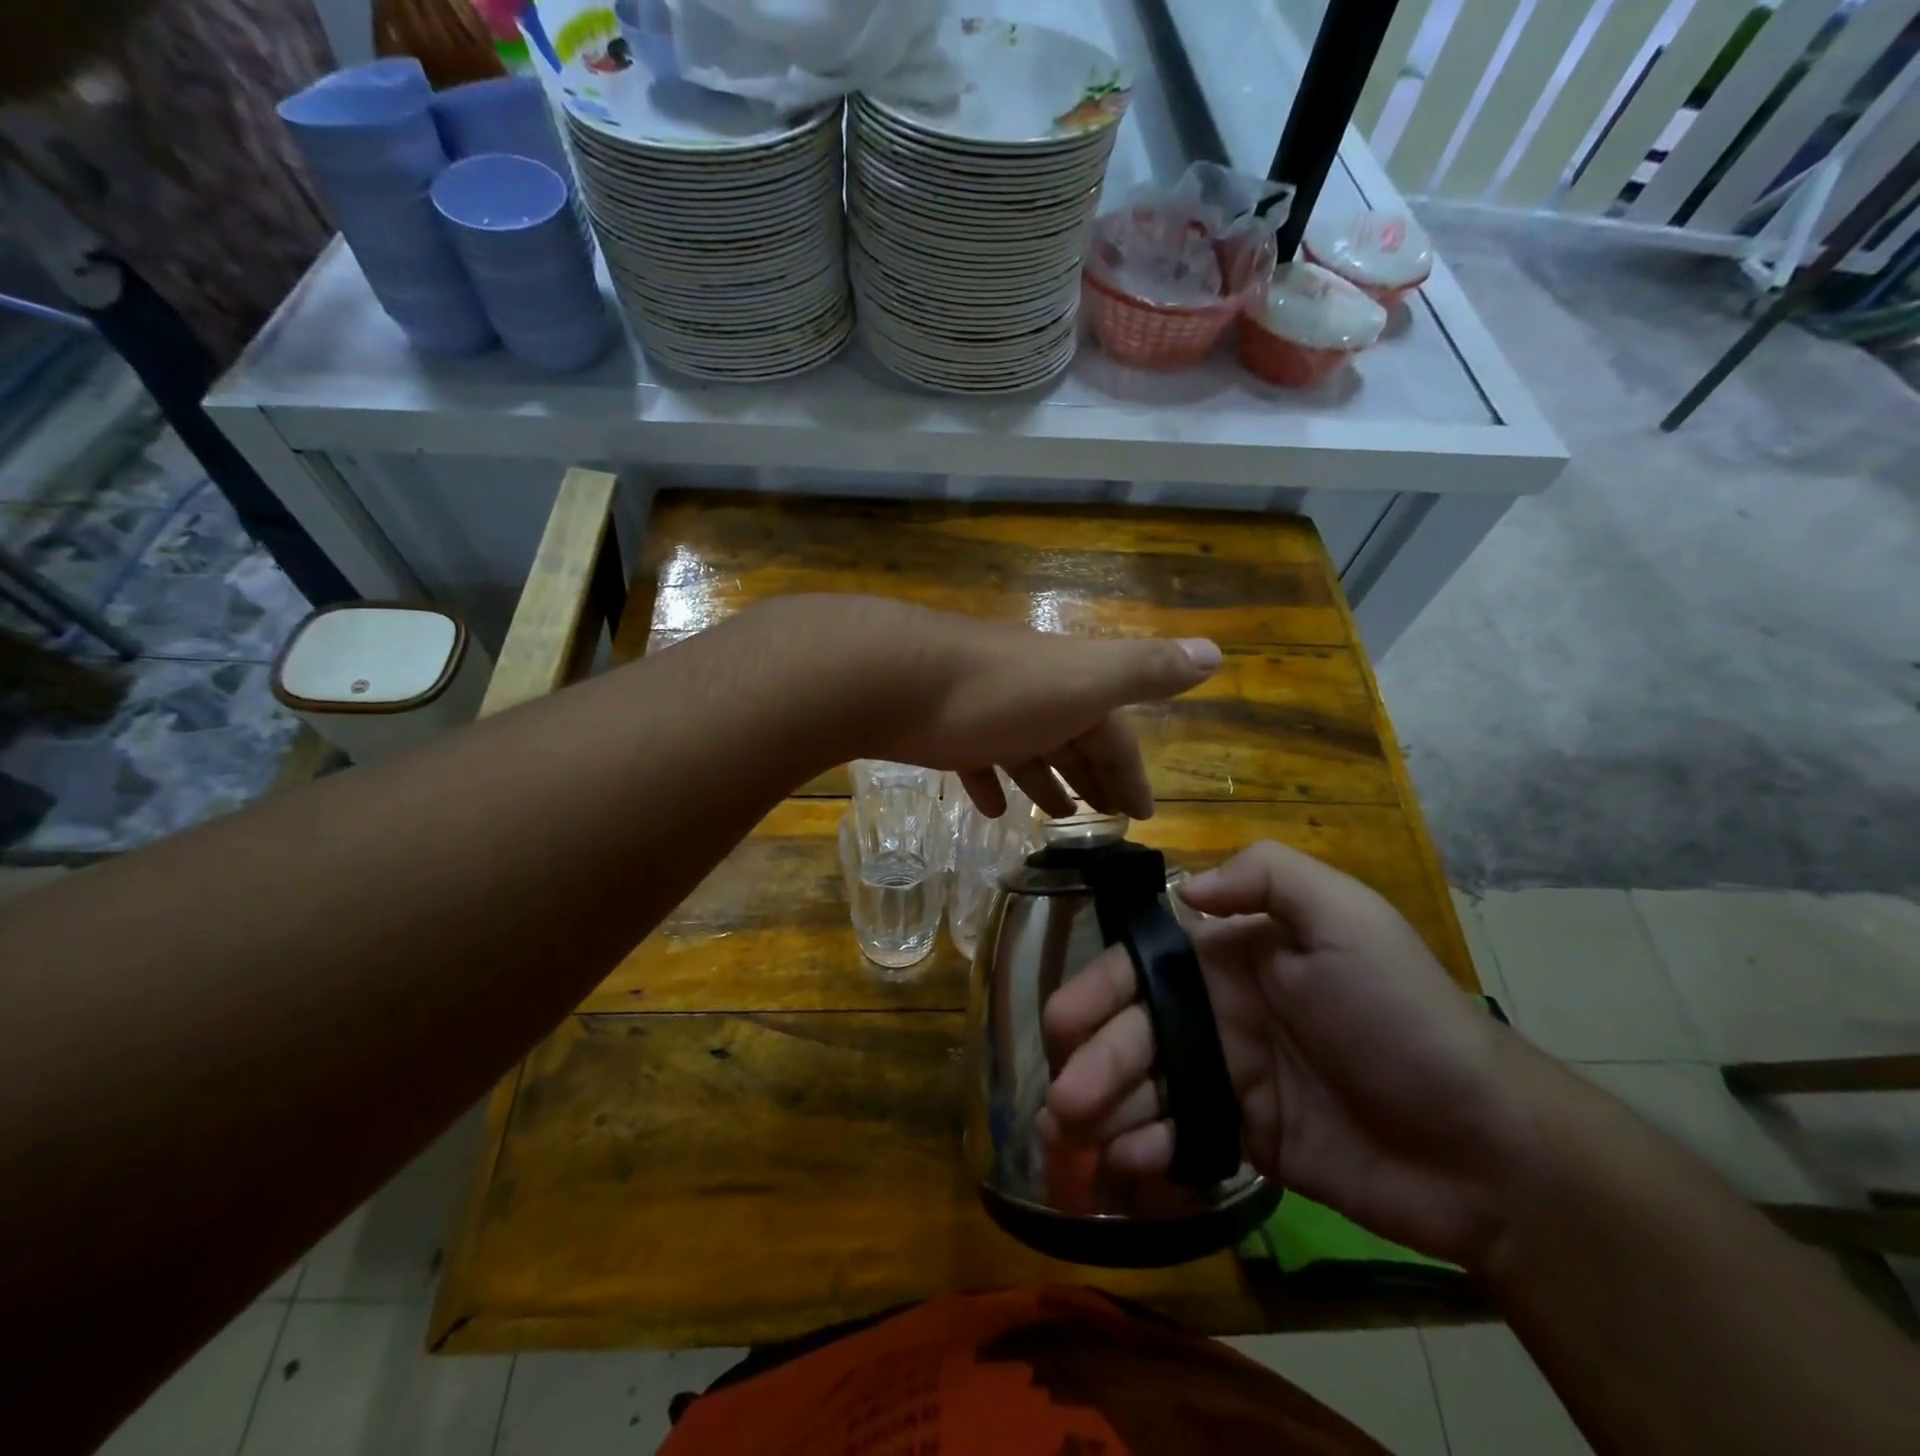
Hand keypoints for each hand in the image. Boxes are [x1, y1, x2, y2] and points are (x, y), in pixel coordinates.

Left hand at [763, 595, 1221, 818]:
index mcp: (1071, 685)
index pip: (1114, 734)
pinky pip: (977, 757)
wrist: (892, 676)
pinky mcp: (942, 727)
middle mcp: (1032, 691)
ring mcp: (985, 707)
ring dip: (1045, 779)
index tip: (1142, 815)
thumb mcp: (1084, 680)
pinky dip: (991, 780)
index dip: (1131, 772)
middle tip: (1105, 821)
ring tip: (1056, 817)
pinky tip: (992, 808)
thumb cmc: (997, 690)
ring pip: (1027, 747)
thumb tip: (1216, 653)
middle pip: (1073, 739)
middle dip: (1092, 777)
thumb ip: (1146, 670)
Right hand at [1040, 841, 1538, 1268]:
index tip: (1062, 1024)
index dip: (1097, 990)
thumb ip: (1266, 878)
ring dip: (1101, 1110)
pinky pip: (1175, 1135)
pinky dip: (1145, 1148)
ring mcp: (1225, 1076)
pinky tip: (1128, 1164)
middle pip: (1132, 1030)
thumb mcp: (1347, 917)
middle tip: (1062, 1102)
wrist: (1481, 1144)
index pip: (1143, 965)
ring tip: (1071, 1140)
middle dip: (1091, 1061)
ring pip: (1143, 1086)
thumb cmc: (1401, 1016)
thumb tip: (1183, 890)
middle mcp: (1216, 1010)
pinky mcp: (1240, 1136)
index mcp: (1230, 955)